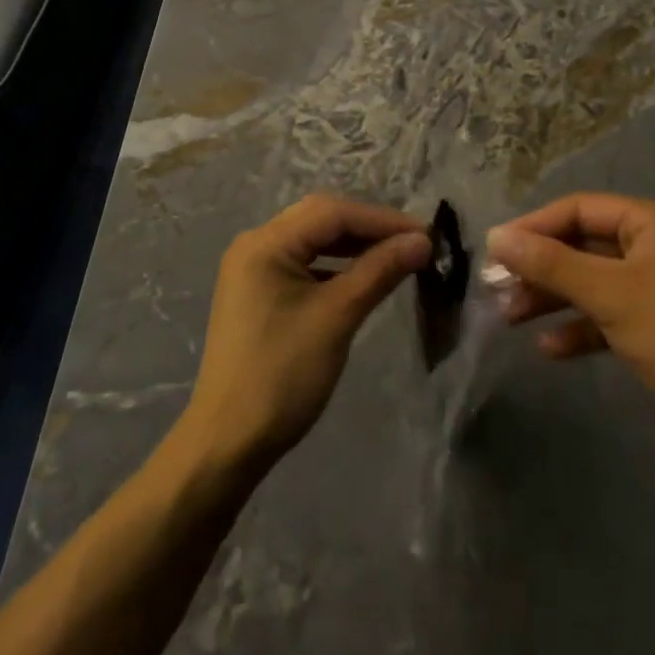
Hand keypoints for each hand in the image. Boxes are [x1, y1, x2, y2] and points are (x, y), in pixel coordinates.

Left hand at [177, 195, 429, 476]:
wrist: (228, 442)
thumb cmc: (283, 375)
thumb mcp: (336, 317)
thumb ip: (379, 271)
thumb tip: (422, 241)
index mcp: (265, 242)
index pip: (332, 212)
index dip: (381, 219)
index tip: (425, 234)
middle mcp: (255, 243)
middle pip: (320, 218)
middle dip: (368, 227)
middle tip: (412, 243)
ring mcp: (253, 268)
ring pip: (312, 240)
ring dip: (352, 245)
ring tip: (395, 257)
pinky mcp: (257, 291)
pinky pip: (302, 262)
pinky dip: (333, 265)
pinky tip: (360, 277)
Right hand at [486, 193, 654, 462]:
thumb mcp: (610, 296)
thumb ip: (551, 262)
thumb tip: (495, 235)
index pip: (580, 208)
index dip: (534, 226)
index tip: (495, 249)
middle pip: (583, 244)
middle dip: (540, 267)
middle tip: (496, 286)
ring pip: (592, 281)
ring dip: (552, 297)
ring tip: (510, 317)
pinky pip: (609, 314)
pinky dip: (580, 327)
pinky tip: (549, 348)